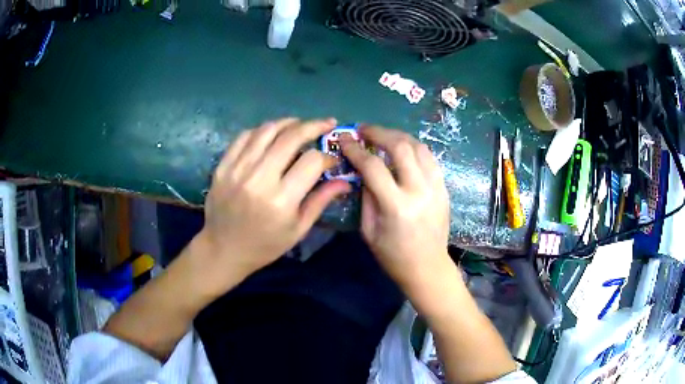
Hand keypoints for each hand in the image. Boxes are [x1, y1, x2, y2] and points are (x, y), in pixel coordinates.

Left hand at [198, 118, 350, 291]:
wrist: (223, 249)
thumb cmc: (265, 245)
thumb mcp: (298, 229)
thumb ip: (321, 201)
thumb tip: (345, 181)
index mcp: (281, 200)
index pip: (312, 162)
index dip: (327, 157)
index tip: (332, 160)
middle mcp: (259, 179)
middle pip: (291, 137)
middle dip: (314, 126)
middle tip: (326, 123)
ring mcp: (237, 169)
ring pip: (267, 130)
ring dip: (288, 122)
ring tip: (300, 124)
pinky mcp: (223, 165)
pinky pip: (245, 136)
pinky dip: (262, 130)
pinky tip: (272, 133)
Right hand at [340, 126, 449, 286]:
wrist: (428, 267)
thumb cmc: (393, 255)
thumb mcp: (369, 230)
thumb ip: (366, 197)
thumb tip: (363, 171)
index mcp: (397, 206)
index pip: (373, 167)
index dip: (355, 150)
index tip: (344, 140)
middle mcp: (419, 191)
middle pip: (401, 147)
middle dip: (379, 133)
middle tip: (364, 130)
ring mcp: (436, 187)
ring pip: (419, 147)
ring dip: (398, 136)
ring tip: (383, 135)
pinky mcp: (444, 188)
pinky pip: (429, 158)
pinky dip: (414, 148)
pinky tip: (402, 149)